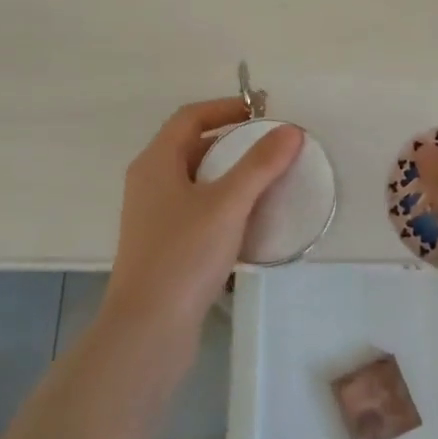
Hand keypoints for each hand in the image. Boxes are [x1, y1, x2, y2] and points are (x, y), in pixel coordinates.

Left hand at [101, 98, 303, 351]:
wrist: (147, 331)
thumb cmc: (183, 256)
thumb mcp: (227, 204)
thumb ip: (260, 165)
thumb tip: (290, 130)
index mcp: (155, 162)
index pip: (190, 117)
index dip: (225, 107)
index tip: (262, 112)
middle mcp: (149, 183)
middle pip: (192, 146)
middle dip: (232, 141)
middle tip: (270, 146)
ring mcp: (153, 216)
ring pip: (195, 180)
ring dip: (229, 174)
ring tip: (267, 180)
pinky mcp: (163, 246)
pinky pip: (196, 209)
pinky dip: (223, 204)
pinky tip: (249, 221)